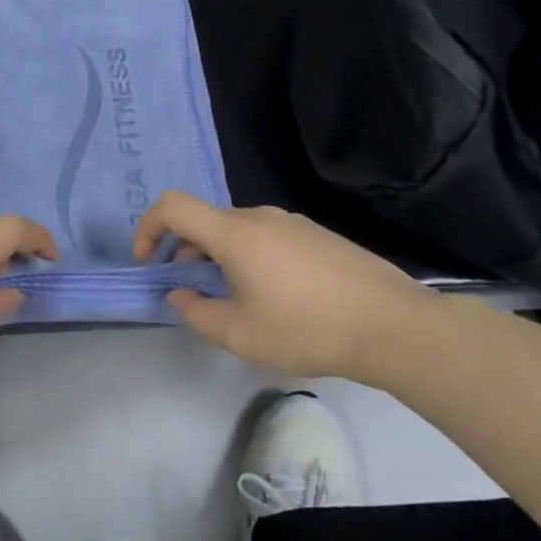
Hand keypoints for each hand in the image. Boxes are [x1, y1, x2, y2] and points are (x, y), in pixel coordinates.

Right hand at [133, 190, 432, 376]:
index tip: (148, 262)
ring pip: (238, 231)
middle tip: (190, 292)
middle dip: (185, 252)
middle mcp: (261, 217)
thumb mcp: (240, 334)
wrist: (392, 324)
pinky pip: (268, 238)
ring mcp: (294, 224)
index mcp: (235, 233)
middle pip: (206, 221)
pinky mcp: (319, 236)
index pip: (173, 206)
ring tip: (233, 300)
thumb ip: (197, 313)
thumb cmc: (307, 328)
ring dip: (219, 258)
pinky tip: (273, 298)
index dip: (148, 227)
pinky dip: (250, 258)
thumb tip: (180, 295)